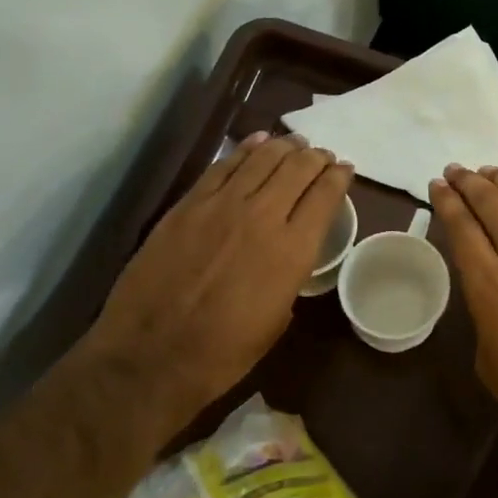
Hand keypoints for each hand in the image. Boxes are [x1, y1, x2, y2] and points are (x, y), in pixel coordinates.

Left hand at [83, 131, 352, 429]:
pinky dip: (245, 149)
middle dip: (315, 157)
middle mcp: (263, 216)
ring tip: (295, 143)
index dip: (340, 177)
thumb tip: (287, 257)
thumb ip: (288, 277)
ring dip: (284, 147)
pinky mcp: (188, 205)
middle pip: (297, 169)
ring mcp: (221, 206)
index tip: (345, 169)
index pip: (325, 196)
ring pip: (262, 159)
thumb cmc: (223, 353)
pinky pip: (223, 166)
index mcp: (293, 251)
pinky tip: (256, 142)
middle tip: (322, 155)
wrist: (151, 355)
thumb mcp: (277, 320)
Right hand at [430, 164, 497, 479]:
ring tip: (492, 172)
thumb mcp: (491, 365)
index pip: (463, 230)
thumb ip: (485, 320)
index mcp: (491, 290)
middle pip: (495, 205)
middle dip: (471, 182)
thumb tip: (493, 298)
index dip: (448, 202)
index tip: (438, 185)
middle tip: (458, 171)